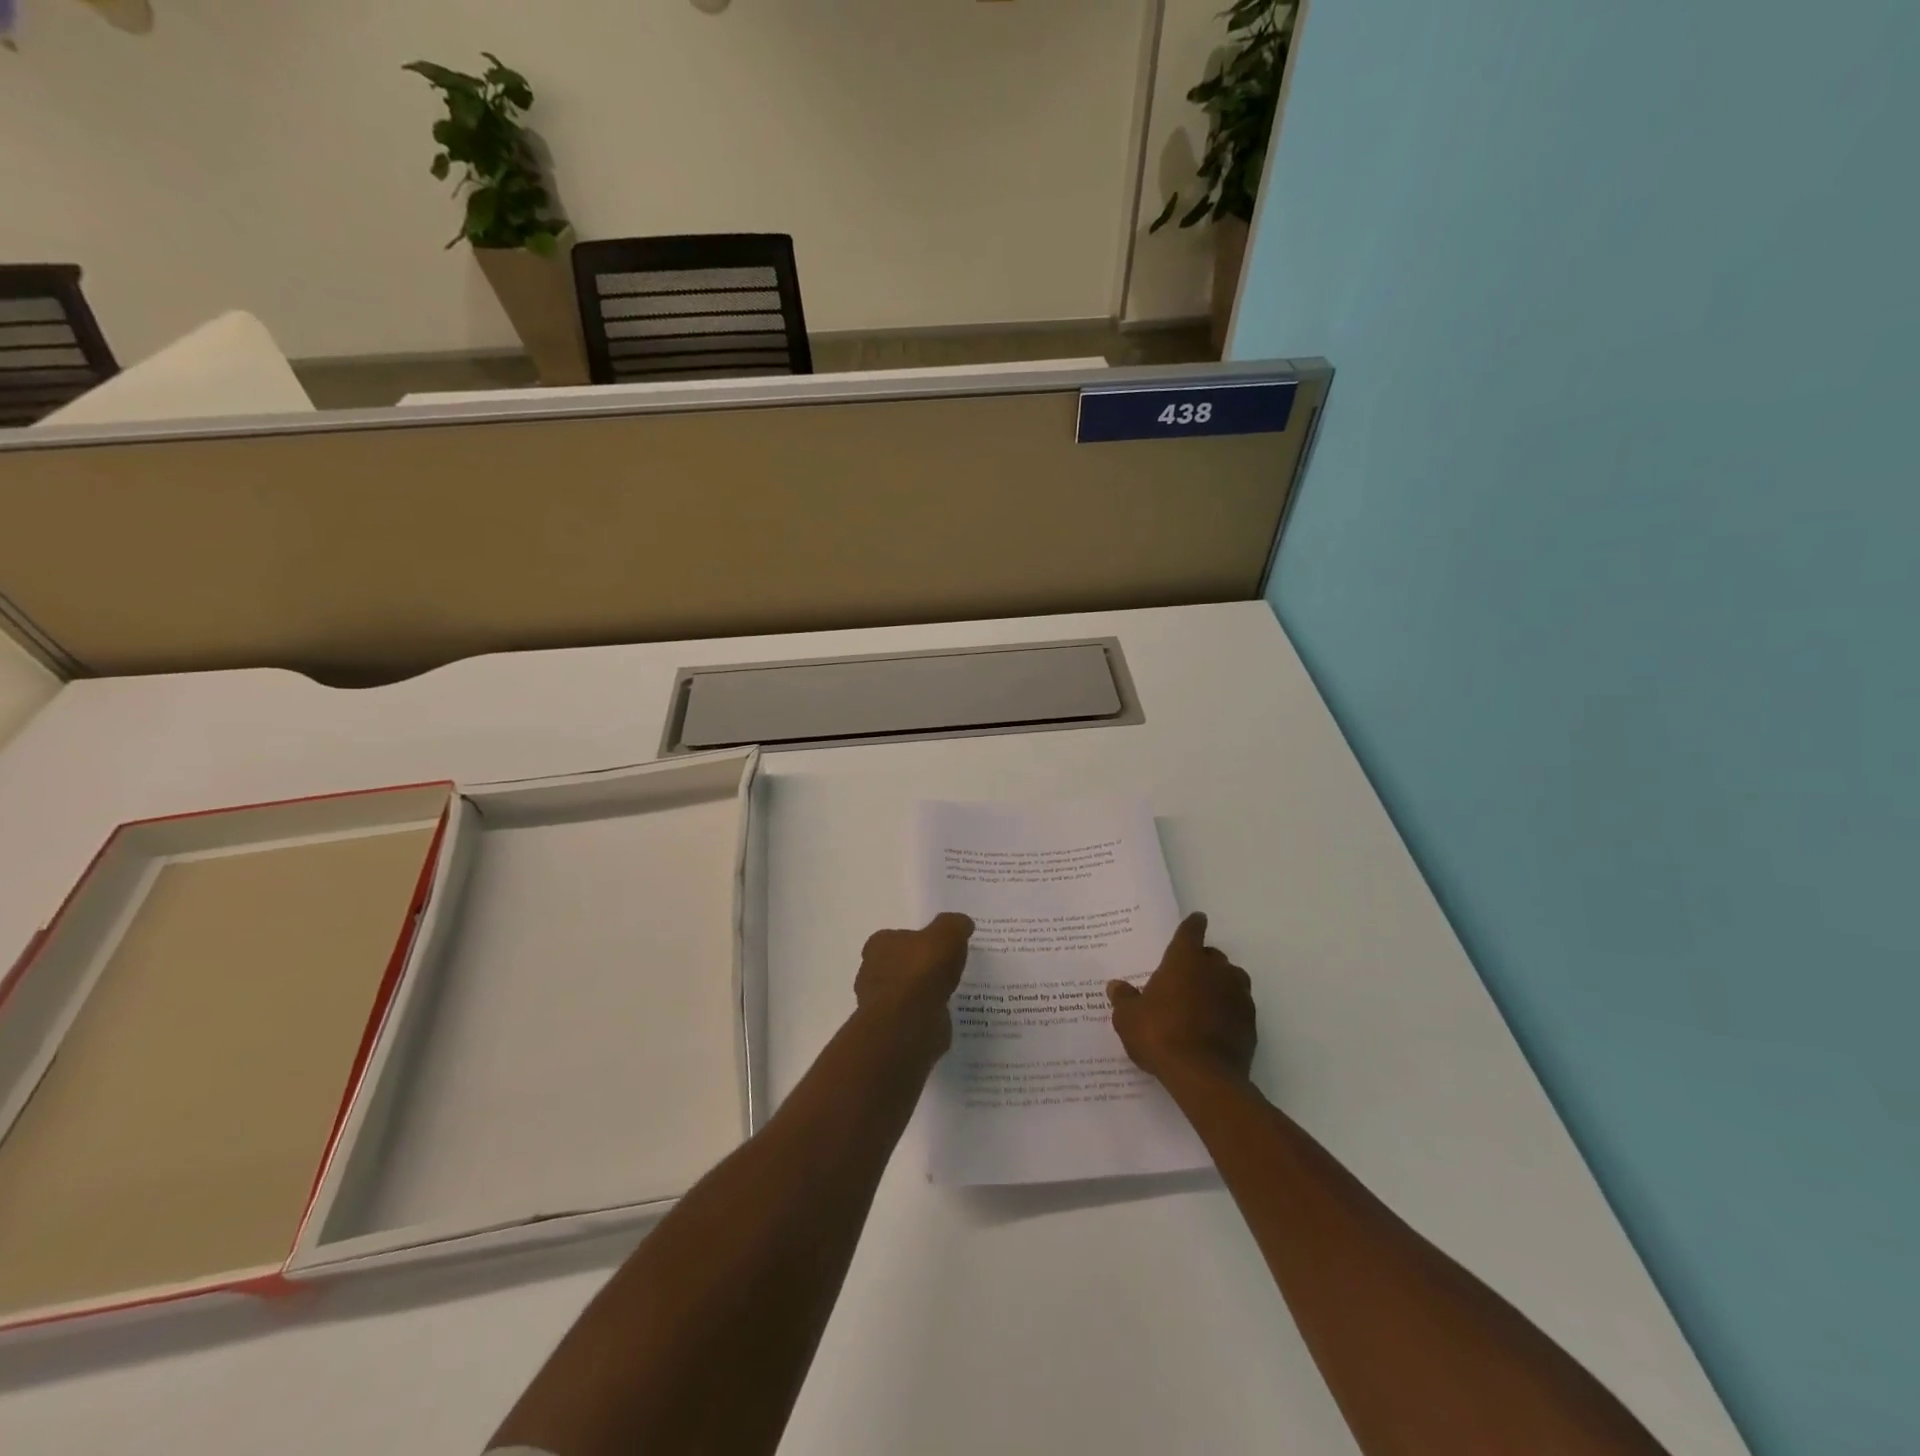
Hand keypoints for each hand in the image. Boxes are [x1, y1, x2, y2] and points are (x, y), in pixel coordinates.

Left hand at [854, 913, 974, 1057]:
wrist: (909, 1023)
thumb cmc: (922, 970)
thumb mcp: (947, 934)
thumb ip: (954, 925)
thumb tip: (962, 923)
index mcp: (879, 945)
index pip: (895, 938)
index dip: (915, 941)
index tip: (936, 948)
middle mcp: (871, 972)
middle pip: (897, 965)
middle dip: (916, 968)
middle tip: (943, 970)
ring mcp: (878, 1003)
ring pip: (903, 993)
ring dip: (920, 994)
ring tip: (946, 994)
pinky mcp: (890, 1029)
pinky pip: (910, 1017)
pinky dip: (923, 1016)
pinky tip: (942, 1016)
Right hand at [1107, 912, 1255, 1086]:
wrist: (1204, 1077)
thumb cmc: (1160, 1035)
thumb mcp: (1129, 1018)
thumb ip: (1124, 999)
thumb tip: (1116, 986)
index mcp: (1185, 960)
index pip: (1191, 931)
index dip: (1192, 925)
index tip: (1197, 920)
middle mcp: (1215, 970)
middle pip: (1212, 956)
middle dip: (1202, 961)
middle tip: (1185, 977)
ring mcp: (1238, 996)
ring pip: (1231, 979)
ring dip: (1219, 984)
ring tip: (1203, 1001)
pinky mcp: (1250, 1023)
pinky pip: (1239, 1007)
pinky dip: (1229, 1010)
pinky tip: (1215, 1026)